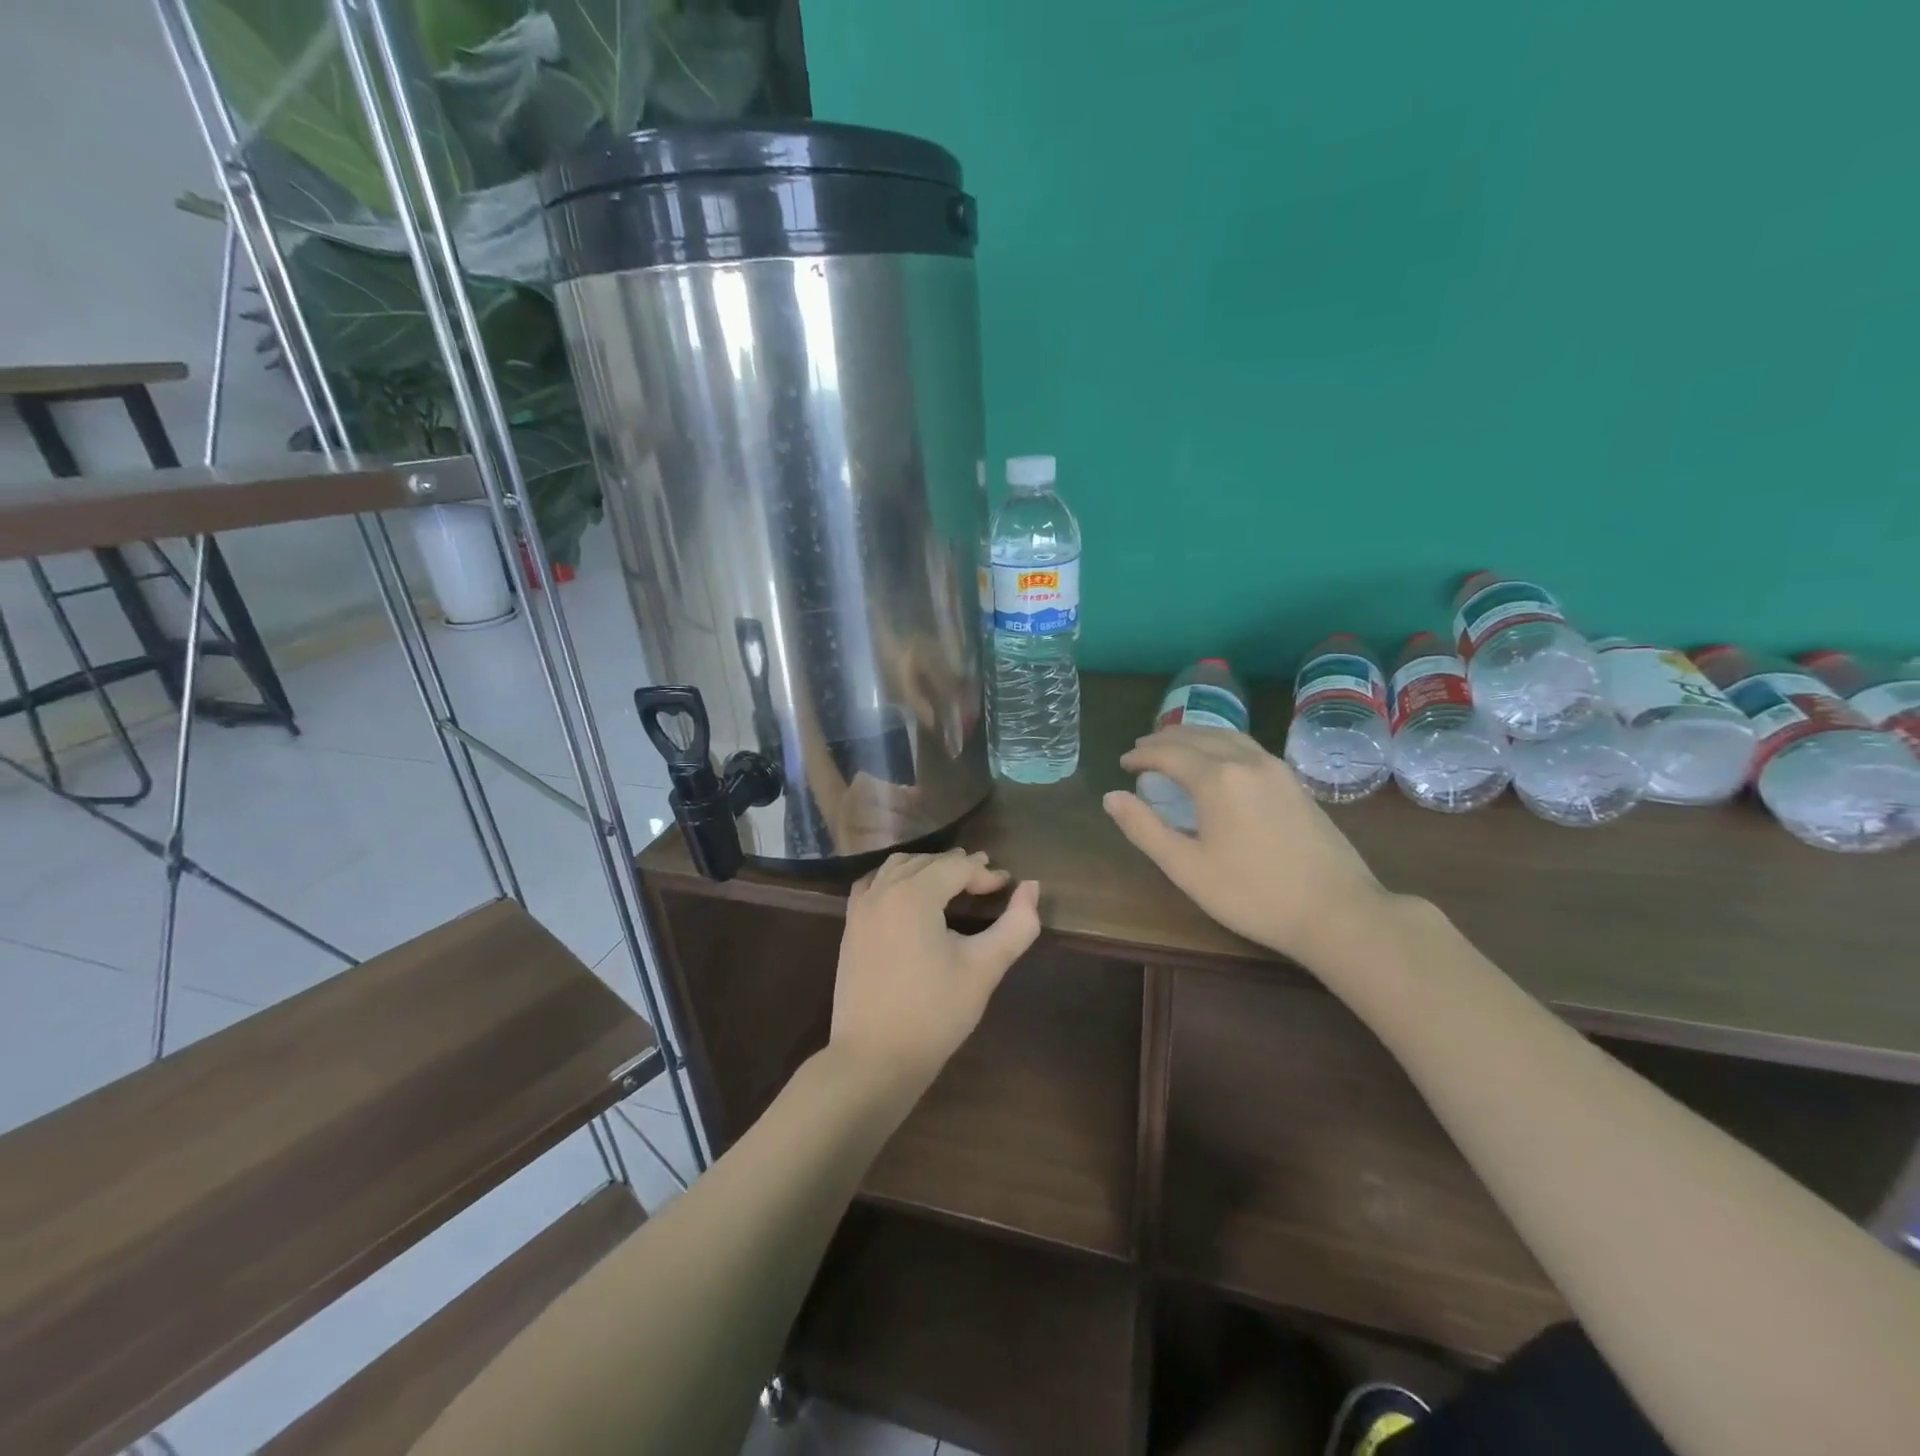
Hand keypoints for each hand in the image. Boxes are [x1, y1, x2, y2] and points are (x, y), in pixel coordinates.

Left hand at [830, 848, 1041, 1096]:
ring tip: (952, 879)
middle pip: (927, 862)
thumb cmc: (934, 1013)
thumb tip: (1032, 887)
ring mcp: (861, 908)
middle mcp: (883, 891)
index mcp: (914, 895)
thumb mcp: (984, 969)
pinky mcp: (850, 927)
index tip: (1007, 886)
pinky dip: (895, 878)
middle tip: (986, 878)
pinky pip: (873, 884)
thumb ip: (1016, 925)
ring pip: (897, 867)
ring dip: (927, 867)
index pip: (956, 868)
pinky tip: (907, 892)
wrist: (874, 1057)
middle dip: (958, 866)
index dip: (985, 874)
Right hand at [1103, 727, 1389, 967]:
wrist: (1337, 911)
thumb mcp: (1187, 867)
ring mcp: (1276, 768)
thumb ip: (1145, 828)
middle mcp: (1247, 761)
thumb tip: (1111, 797)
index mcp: (1217, 778)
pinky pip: (1248, 747)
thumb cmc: (1253, 894)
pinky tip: (1218, 762)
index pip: (1169, 753)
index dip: (1142, 755)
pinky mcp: (1295, 782)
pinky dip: (1220, 744)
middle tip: (1141, 750)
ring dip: (1194, 736)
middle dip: (1164, 740)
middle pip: (1197, 736)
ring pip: (1227, 735)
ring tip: (1174, 748)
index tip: (1123, 763)